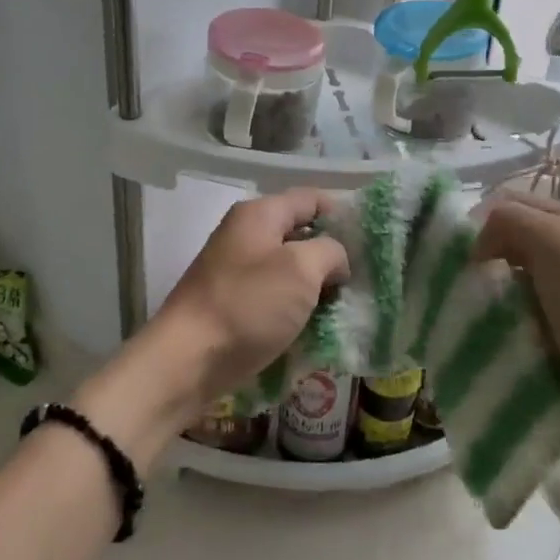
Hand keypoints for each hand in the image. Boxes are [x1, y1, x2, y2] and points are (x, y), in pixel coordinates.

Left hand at [155, 187, 350, 394]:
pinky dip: (296, 308)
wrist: (187, 361)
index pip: (311, 199)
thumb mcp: (300, 269)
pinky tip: (317, 326)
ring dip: (316, 286)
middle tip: (363, 278)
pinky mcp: (234, 303)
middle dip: (332, 255)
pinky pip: (275, 296)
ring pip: (289, 269)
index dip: (343, 214)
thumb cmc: (247, 306)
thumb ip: (329, 251)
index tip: (372, 241)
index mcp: (259, 214)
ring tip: (346, 306)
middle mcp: (245, 235)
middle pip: (300, 234)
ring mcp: (237, 270)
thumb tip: (335, 259)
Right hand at [473, 191, 559, 454]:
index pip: (506, 203)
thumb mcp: (553, 240)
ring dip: (482, 292)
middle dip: (476, 256)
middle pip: (502, 241)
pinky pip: (510, 314)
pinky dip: (493, 320)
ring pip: (503, 279)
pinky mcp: (551, 329)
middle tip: (453, 281)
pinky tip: (479, 331)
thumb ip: (508, 220)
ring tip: (460, 309)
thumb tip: (475, 245)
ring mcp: (558, 292)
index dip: (477, 220)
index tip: (456, 251)